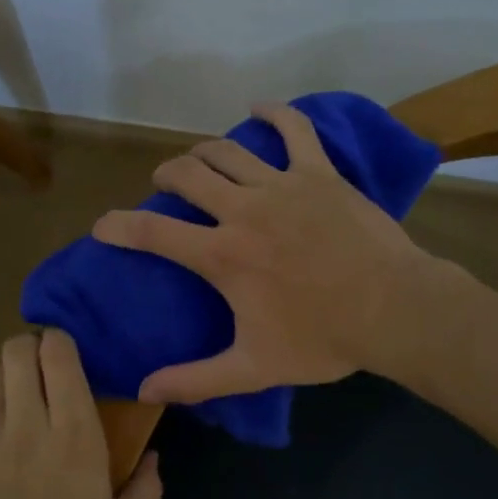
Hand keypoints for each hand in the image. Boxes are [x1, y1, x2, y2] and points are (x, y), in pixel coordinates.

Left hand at [0, 329, 161, 498]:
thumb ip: (146, 487)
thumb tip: (154, 458)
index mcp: (76, 435)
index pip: (59, 356)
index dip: (60, 341)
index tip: (67, 352)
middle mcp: (29, 424)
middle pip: (17, 352)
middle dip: (30, 348)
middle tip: (43, 368)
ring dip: (8, 377)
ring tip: (19, 397)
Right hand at [91, 103, 436, 403]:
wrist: (394, 310)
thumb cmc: (323, 340)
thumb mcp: (254, 367)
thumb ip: (197, 380)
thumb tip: (145, 391)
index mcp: (223, 255)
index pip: (154, 232)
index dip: (119, 227)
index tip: (102, 226)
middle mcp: (244, 210)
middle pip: (188, 175)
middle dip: (166, 176)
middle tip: (164, 186)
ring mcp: (284, 185)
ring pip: (228, 150)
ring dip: (203, 150)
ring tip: (197, 159)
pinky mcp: (320, 174)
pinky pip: (294, 130)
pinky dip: (275, 113)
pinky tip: (259, 107)